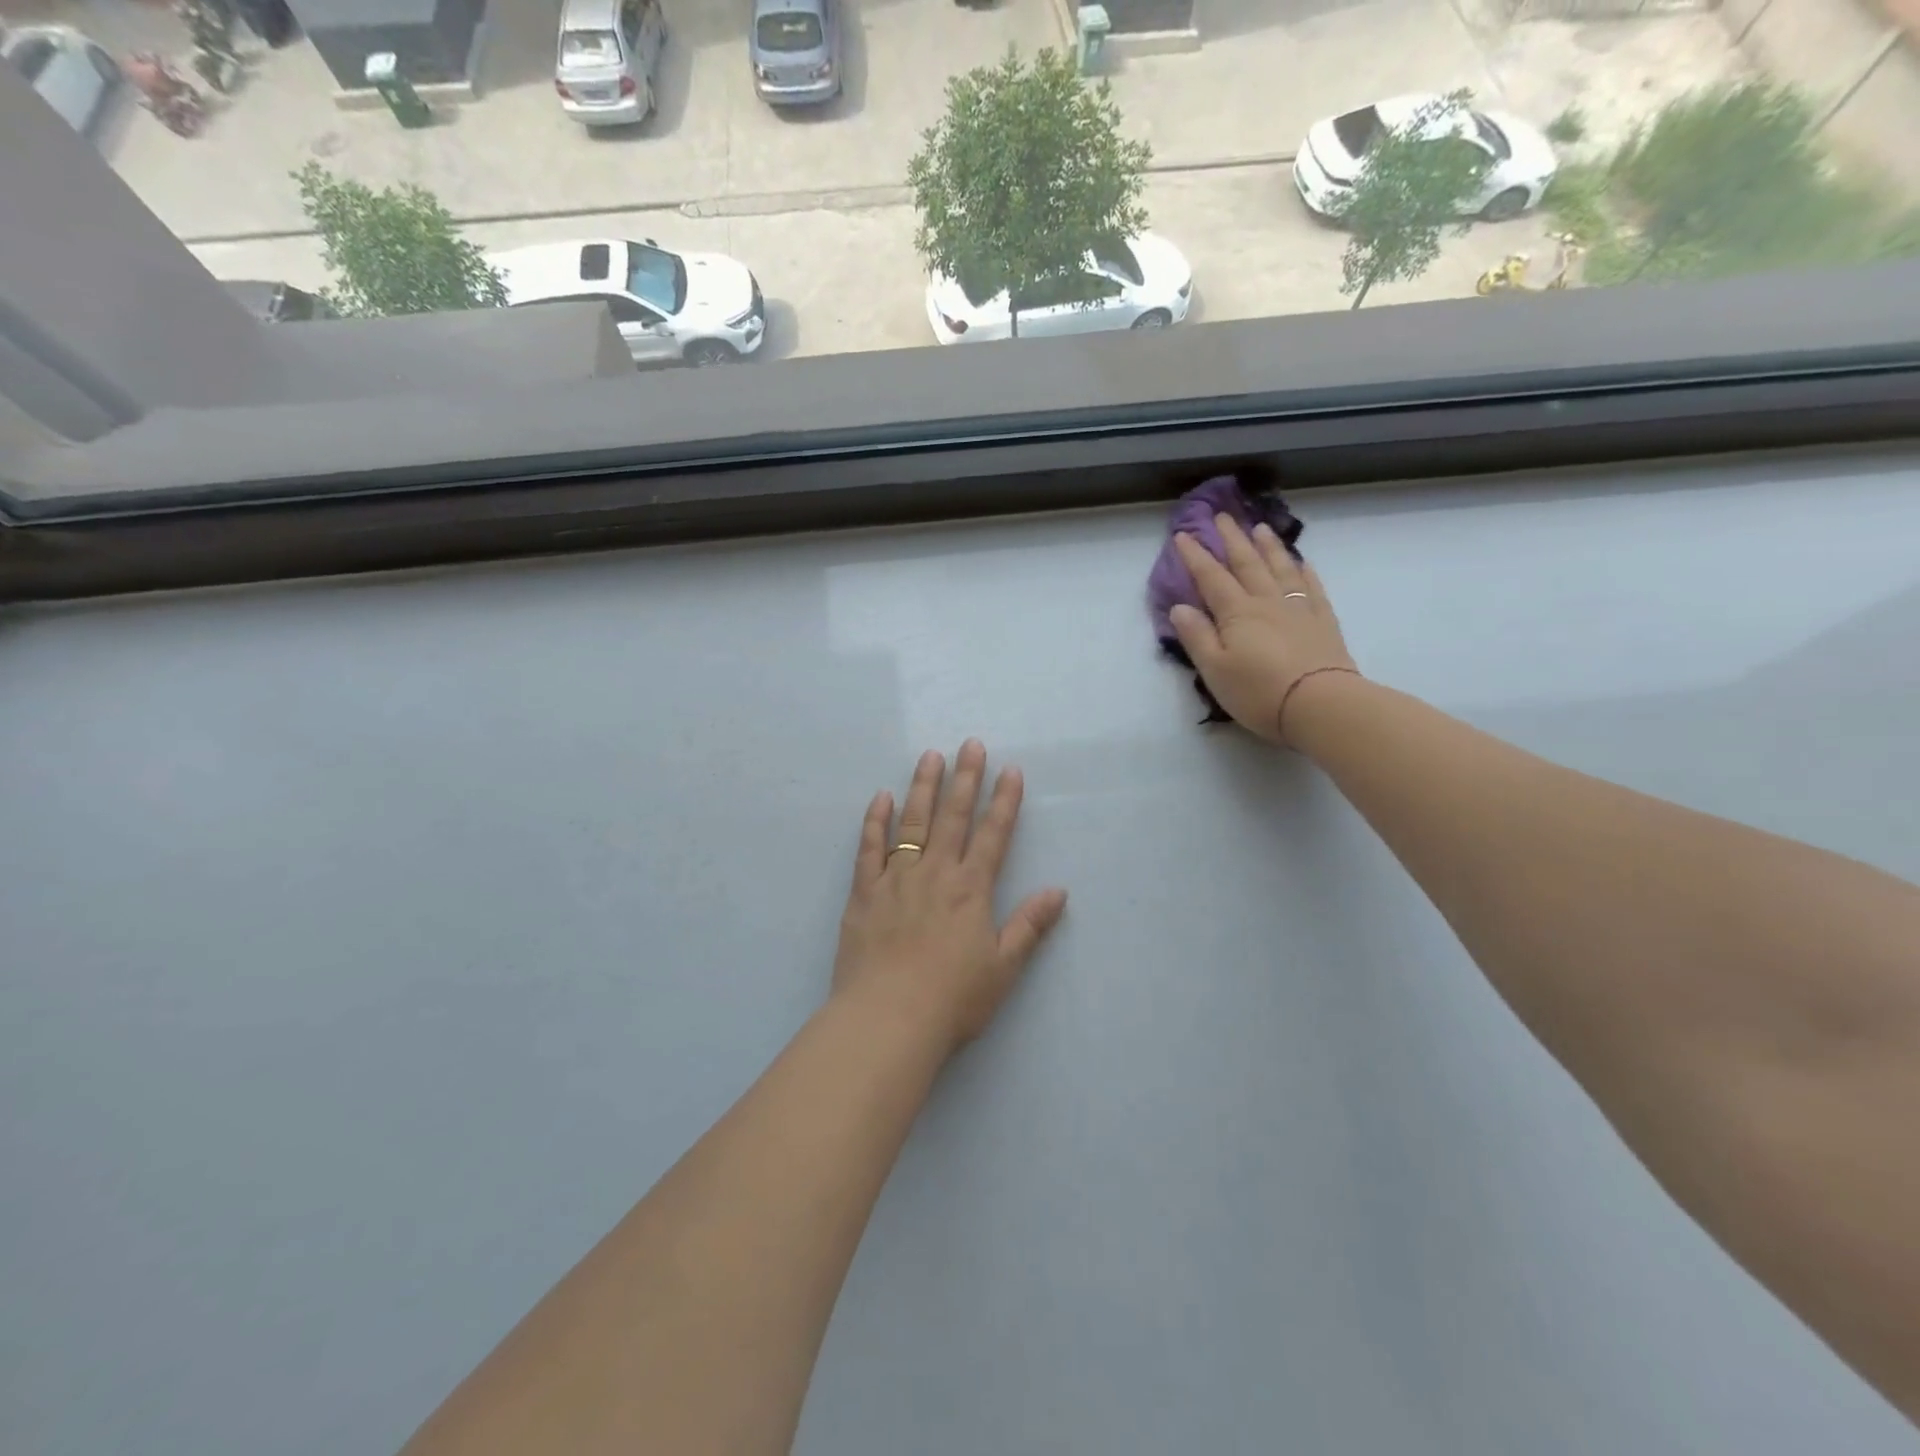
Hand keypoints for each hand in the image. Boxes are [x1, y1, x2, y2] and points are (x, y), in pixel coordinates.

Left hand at [832, 741, 1067, 1056]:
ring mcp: (896, 879)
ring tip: (930, 756)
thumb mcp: (1003, 968)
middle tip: (970, 744)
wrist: (887, 1019)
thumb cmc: (952, 999)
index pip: (993, 835)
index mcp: (971, 890)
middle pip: (953, 817)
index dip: (1004, 801)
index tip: (1010, 770)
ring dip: (922, 787)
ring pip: (912, 822)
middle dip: (965, 779)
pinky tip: (881, 798)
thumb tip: (1058, 892)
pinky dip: (875, 821)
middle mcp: (935, 873)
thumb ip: (1029, 926)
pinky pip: (869, 848)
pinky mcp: (864, 892)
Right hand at [1169, 513, 1358, 745]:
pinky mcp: (1323, 623)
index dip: (1195, 556)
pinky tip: (1302, 562)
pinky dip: (1304, 572)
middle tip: (1222, 516)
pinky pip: (1312, 588)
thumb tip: (1179, 607)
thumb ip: (1196, 636)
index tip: (1183, 534)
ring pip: (1280, 568)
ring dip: (1268, 547)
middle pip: (1247, 564)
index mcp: (1236, 613)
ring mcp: (1298, 610)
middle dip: (1232, 539)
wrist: (1320, 704)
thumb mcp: (1214, 669)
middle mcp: (1266, 602)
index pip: (1211, 577)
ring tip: (1260, 528)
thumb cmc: (1258, 691)